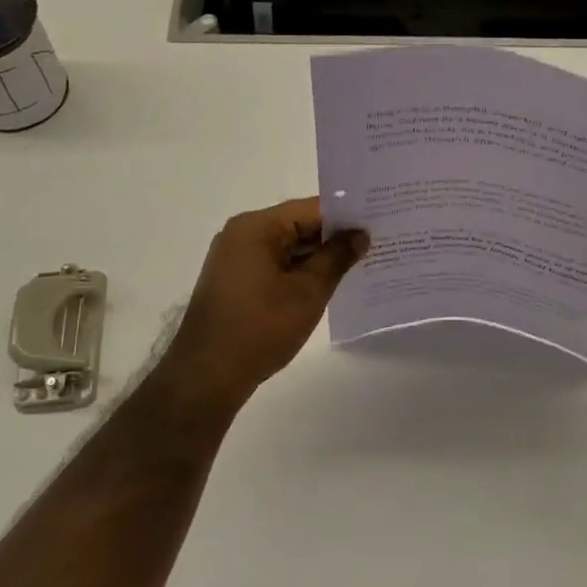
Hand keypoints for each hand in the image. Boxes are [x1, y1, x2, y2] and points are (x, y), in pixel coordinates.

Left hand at [158, 197, 367, 415]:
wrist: (206, 376)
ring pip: (287, 248)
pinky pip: (275, 266)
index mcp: (256, 227)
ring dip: (318, 258)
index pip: (311, 209)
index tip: (379, 223)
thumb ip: (336, 258)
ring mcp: (235, 259)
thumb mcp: (307, 292)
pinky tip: (327, 285)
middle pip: (298, 226)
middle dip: (335, 238)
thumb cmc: (259, 328)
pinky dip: (299, 273)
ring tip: (361, 264)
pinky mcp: (235, 282)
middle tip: (377, 243)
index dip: (346, 216)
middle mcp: (242, 235)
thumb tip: (360, 235)